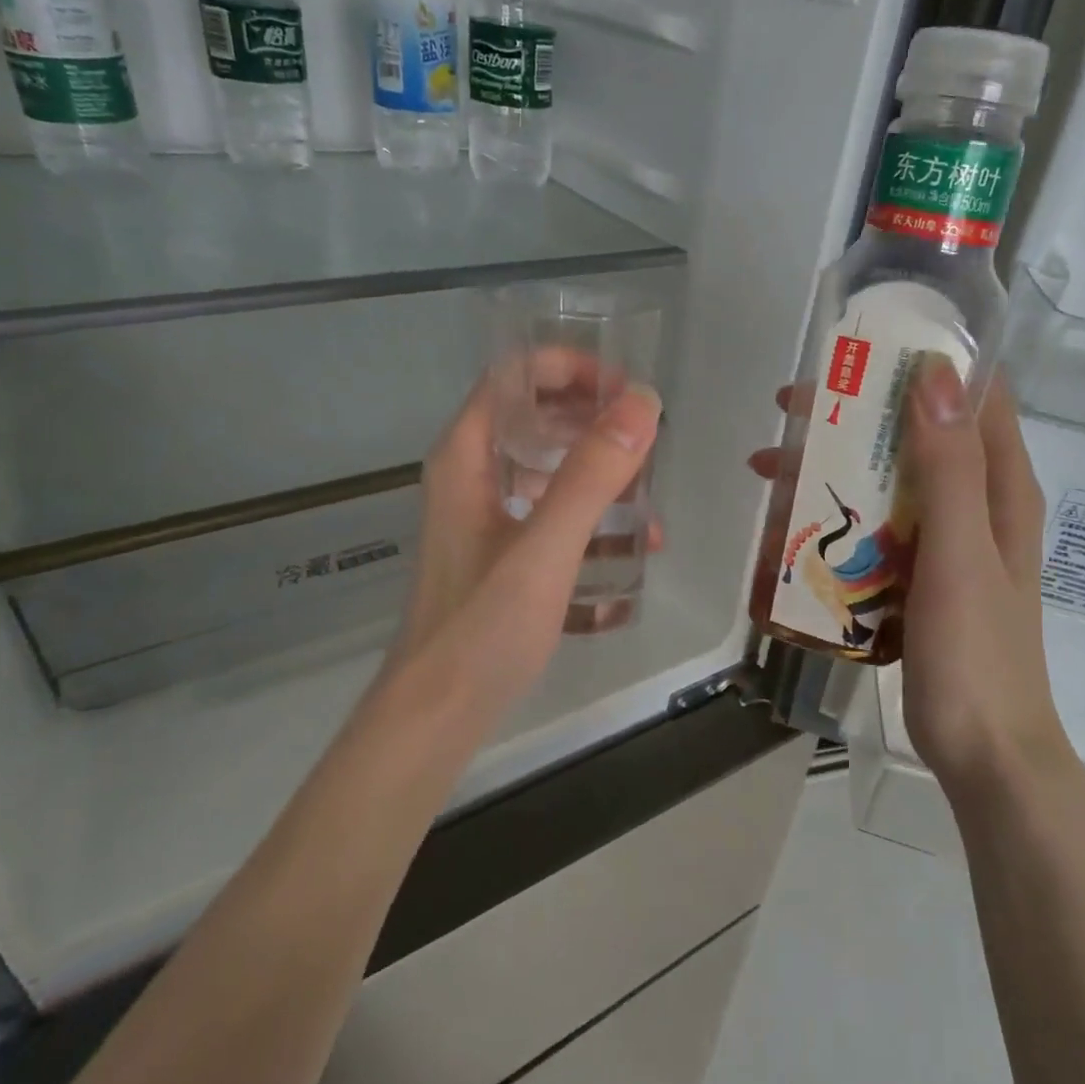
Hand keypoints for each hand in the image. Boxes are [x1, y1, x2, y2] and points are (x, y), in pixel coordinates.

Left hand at [388, 374, 661, 716]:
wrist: (436, 715)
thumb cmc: (483, 627)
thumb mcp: (545, 547)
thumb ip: (592, 474)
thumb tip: (642, 402)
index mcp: (467, 455)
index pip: (516, 375)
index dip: (572, 368)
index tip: (627, 393)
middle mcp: (471, 475)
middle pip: (535, 418)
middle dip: (595, 423)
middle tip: (648, 445)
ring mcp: (484, 517)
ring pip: (547, 469)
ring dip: (598, 477)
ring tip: (649, 507)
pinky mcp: (499, 554)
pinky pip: (550, 516)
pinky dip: (588, 522)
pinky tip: (627, 555)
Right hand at [750, 362, 1070, 797]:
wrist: (985, 752)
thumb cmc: (977, 653)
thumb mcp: (959, 554)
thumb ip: (948, 467)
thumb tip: (932, 372)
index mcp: (1000, 487)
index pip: (971, 396)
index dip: (920, 362)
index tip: (856, 350)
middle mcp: (977, 503)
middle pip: (915, 435)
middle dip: (852, 415)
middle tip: (786, 410)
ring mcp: (947, 542)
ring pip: (887, 481)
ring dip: (833, 467)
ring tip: (766, 469)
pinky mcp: (920, 576)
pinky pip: (875, 528)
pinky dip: (837, 515)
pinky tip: (790, 527)